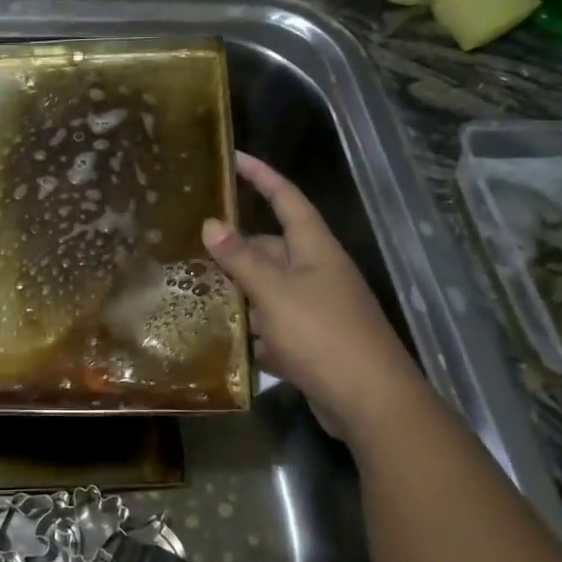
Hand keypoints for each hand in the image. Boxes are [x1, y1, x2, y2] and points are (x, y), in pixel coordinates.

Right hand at [202, 152, 421, 436]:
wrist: (371, 403)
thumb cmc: (322, 335)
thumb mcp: (275, 292)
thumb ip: (241, 258)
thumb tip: (211, 223)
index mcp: (315, 248)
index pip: (287, 198)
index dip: (261, 176)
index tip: (234, 158)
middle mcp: (317, 272)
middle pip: (271, 247)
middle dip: (235, 249)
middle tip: (190, 246)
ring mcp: (316, 308)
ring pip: (268, 288)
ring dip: (238, 291)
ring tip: (194, 289)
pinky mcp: (311, 342)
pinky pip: (274, 324)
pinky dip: (251, 328)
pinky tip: (221, 335)